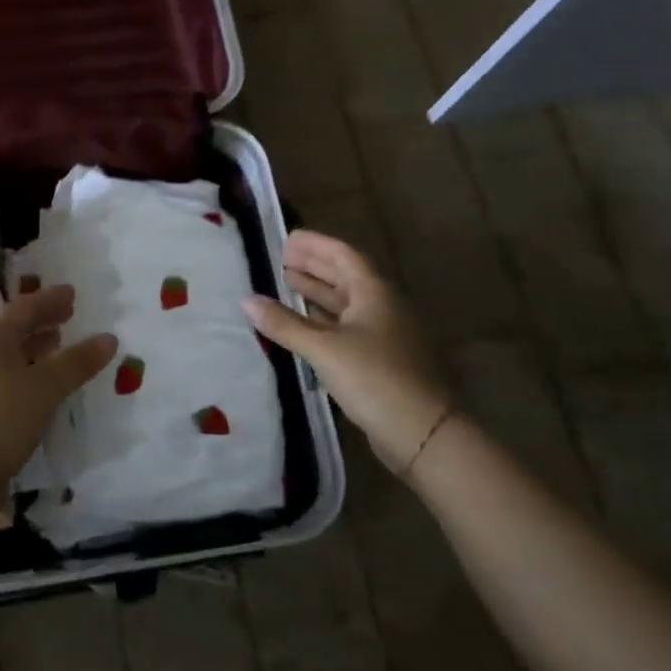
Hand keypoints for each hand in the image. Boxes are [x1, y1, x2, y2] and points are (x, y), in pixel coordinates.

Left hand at [0, 284, 117, 496]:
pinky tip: (47, 381)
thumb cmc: (3, 415)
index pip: (25, 308)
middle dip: (43, 320)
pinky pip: (12, 375)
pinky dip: (32, 370)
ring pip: (13, 353)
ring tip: (60, 343)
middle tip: (69, 314)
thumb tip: (109, 338)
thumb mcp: (45, 386)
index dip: (49, 299)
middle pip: (16, 329)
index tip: (72, 292)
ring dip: (37, 346)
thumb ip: (77, 362)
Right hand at [242, 230, 451, 473]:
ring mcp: (383, 335)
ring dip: (317, 292)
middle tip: (281, 259)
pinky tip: (303, 325)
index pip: (342, 255)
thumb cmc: (375, 378)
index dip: (315, 244)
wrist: (423, 433)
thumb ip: (284, 324)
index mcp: (374, 293)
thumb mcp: (324, 348)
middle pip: (344, 277)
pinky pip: (346, 328)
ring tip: (285, 284)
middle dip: (313, 266)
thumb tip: (246, 301)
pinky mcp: (379, 360)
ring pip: (345, 304)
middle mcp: (381, 307)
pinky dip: (322, 320)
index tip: (288, 238)